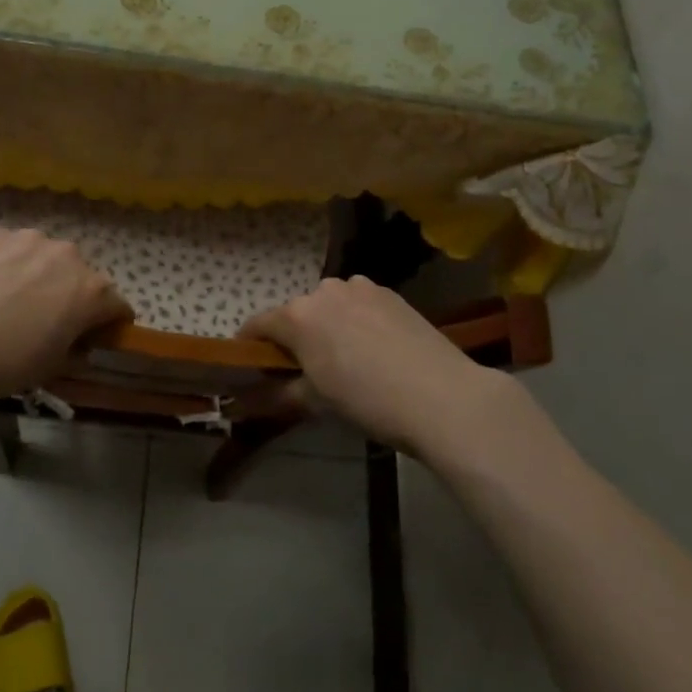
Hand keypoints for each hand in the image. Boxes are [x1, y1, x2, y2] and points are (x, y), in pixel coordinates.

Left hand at [0, 227, 130, 406]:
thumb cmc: (2, 364)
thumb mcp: (50, 369)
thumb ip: (75, 349)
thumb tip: (78, 341)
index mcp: (91, 291)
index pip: (117, 305)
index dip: (109, 323)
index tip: (94, 337)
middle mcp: (68, 255)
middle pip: (81, 276)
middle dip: (72, 294)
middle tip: (46, 319)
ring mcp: (28, 239)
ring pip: (45, 257)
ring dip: (39, 274)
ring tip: (9, 299)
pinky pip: (11, 249)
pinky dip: (6, 263)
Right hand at [241, 276, 505, 454]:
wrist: (442, 396)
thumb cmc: (368, 401)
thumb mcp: (316, 404)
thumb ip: (279, 393)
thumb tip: (251, 396)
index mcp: (298, 315)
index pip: (258, 324)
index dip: (249, 345)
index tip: (250, 364)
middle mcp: (324, 290)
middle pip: (296, 313)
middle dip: (294, 337)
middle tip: (306, 371)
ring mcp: (360, 287)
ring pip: (329, 306)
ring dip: (327, 326)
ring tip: (347, 359)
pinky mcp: (390, 293)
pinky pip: (358, 304)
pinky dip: (356, 321)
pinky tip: (375, 348)